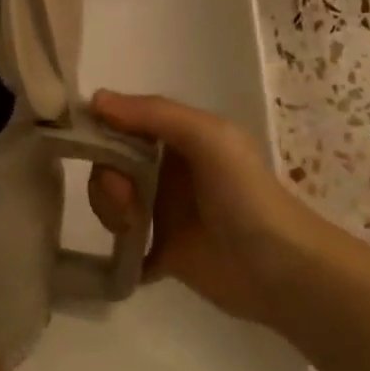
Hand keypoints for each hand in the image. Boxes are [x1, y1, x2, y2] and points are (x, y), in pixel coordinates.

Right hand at [87, 91, 324, 328]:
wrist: (281, 270)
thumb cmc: (246, 195)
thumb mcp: (208, 138)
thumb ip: (155, 114)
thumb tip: (94, 100)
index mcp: (179, 137)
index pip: (123, 124)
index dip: (101, 133)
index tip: (88, 148)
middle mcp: (167, 170)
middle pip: (111, 165)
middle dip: (107, 180)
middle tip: (127, 200)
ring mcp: (163, 212)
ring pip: (112, 202)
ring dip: (111, 212)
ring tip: (135, 229)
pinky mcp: (162, 251)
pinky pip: (123, 245)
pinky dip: (117, 249)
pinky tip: (126, 254)